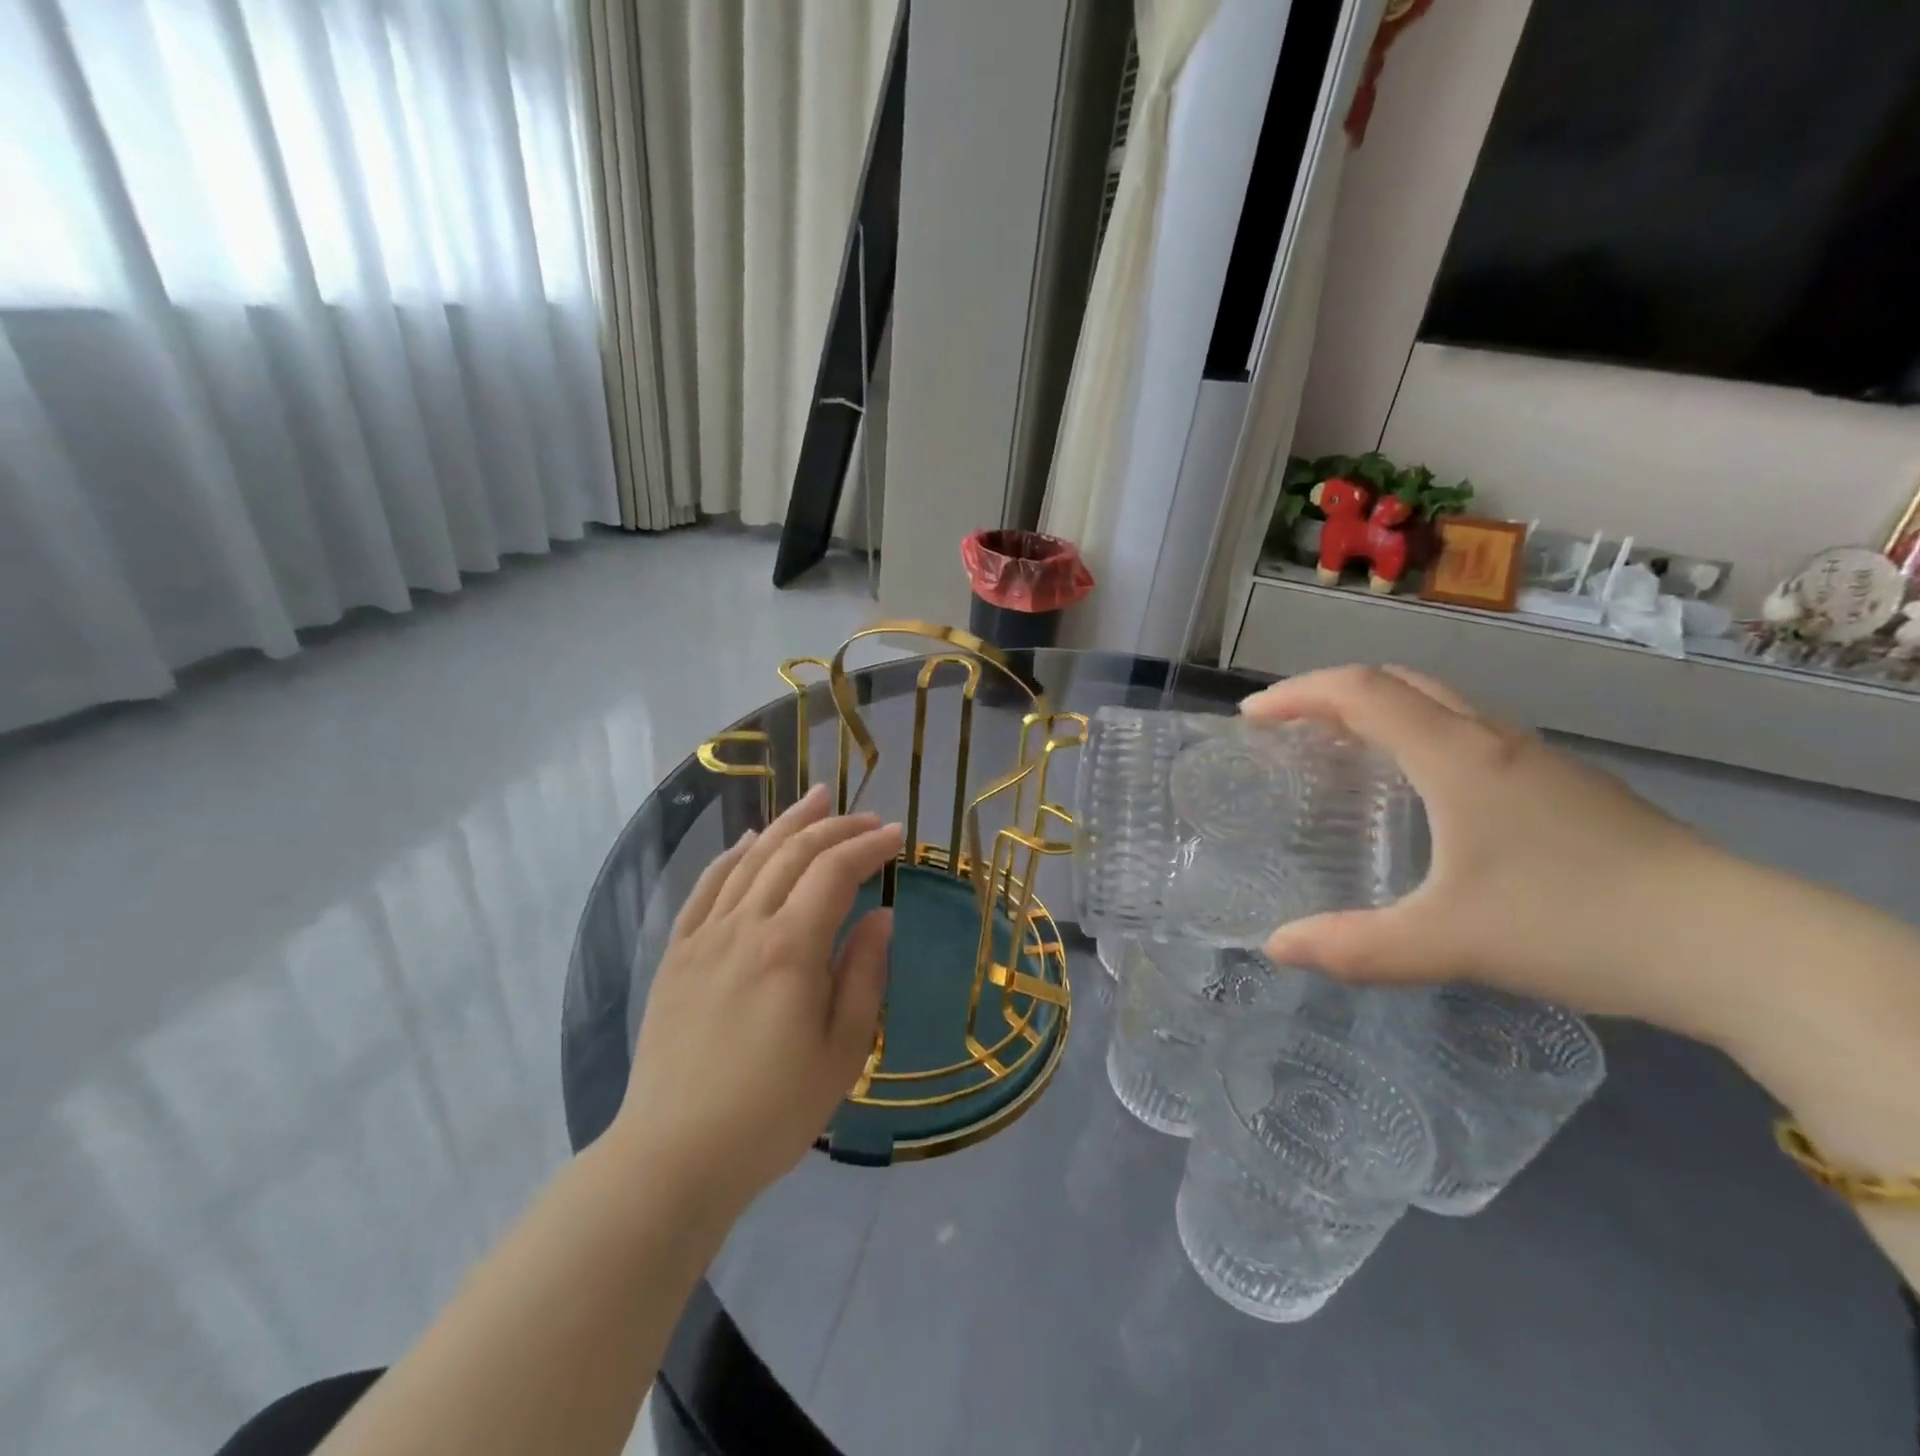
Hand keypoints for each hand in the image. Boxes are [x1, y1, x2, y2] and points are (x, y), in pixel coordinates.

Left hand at [611, 785, 902, 1216]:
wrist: (674, 1155)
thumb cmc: (772, 1112)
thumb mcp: (842, 1052)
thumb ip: (864, 975)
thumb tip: (881, 917)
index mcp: (790, 949)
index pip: (835, 873)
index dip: (868, 847)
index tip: (897, 836)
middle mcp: (744, 927)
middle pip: (792, 854)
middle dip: (835, 827)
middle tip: (868, 817)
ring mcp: (703, 936)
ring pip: (750, 859)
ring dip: (787, 825)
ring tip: (817, 799)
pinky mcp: (677, 954)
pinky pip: (707, 888)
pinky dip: (732, 855)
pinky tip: (749, 841)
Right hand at [1242, 666, 1724, 1035]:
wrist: (1736, 945)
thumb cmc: (1575, 923)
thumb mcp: (1448, 942)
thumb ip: (1355, 946)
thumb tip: (1276, 947)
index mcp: (1456, 756)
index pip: (1360, 691)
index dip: (1297, 694)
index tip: (1252, 717)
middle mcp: (1491, 740)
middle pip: (1398, 683)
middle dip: (1330, 693)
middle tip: (1287, 729)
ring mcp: (1535, 759)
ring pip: (1439, 706)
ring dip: (1378, 711)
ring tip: (1339, 752)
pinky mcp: (1563, 785)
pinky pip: (1468, 735)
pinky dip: (1418, 737)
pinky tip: (1419, 793)